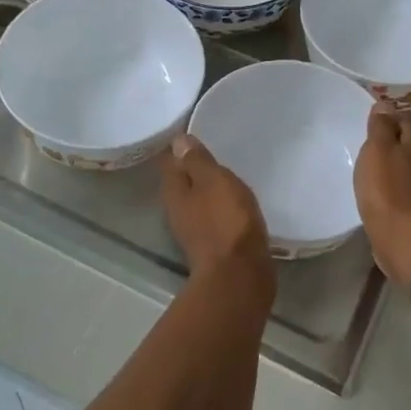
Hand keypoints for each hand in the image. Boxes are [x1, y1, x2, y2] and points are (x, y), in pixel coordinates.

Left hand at [162, 135, 273, 286]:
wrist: (240, 276)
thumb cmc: (226, 221)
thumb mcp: (214, 181)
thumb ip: (197, 161)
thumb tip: (178, 141)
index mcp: (174, 193)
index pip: (170, 162)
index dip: (180, 148)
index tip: (193, 133)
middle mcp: (178, 212)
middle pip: (183, 183)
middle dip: (195, 169)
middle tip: (214, 151)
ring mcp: (195, 232)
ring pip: (200, 202)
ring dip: (210, 190)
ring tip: (228, 175)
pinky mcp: (214, 247)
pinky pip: (216, 218)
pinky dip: (223, 209)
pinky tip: (237, 204)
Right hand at [354, 104, 410, 273]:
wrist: (403, 237)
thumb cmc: (387, 187)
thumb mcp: (378, 148)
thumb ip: (380, 126)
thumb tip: (385, 105)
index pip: (404, 118)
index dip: (388, 115)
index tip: (368, 117)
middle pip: (406, 142)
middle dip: (388, 139)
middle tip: (363, 139)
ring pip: (402, 166)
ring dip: (387, 163)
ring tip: (365, 163)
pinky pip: (398, 187)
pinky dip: (387, 184)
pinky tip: (373, 189)